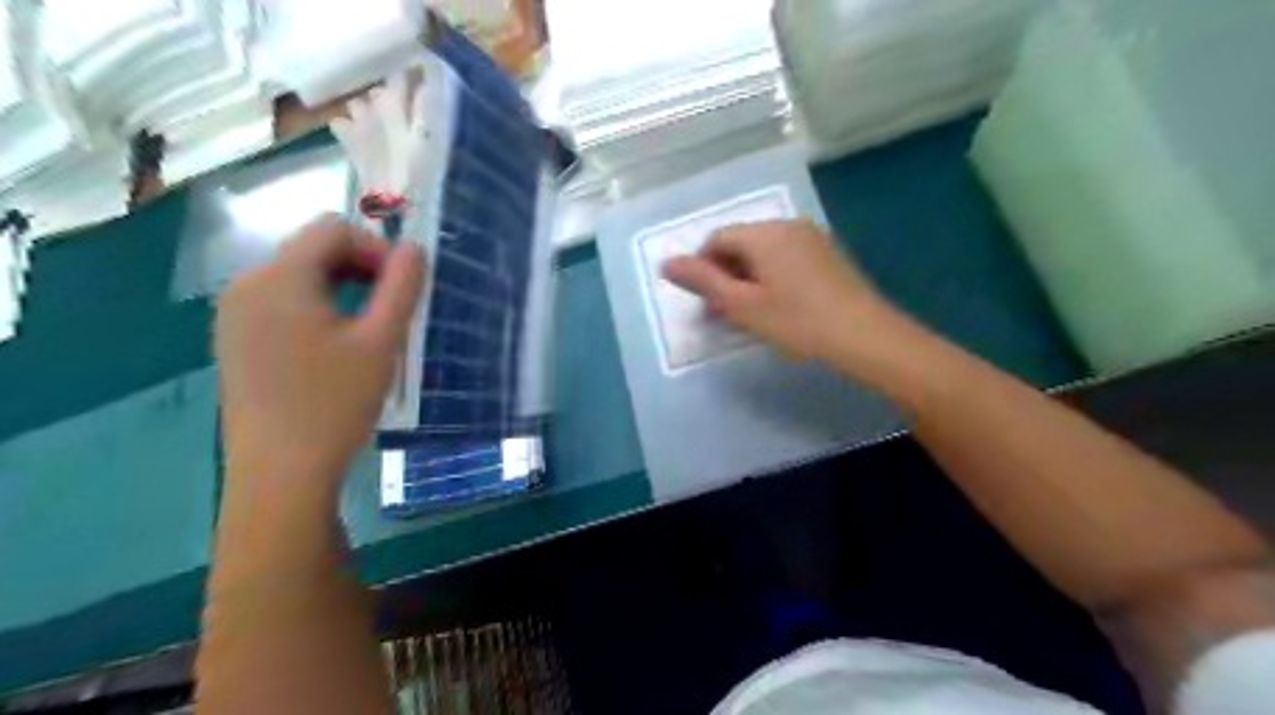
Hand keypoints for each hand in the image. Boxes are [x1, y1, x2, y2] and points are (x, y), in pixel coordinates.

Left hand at [213, 219, 422, 484]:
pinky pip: (280, 302)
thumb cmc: (336, 403)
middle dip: (360, 266)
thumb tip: (415, 249)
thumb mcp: (382, 341)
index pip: (333, 229)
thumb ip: (402, 286)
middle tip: (393, 307)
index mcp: (280, 278)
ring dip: (341, 287)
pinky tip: (335, 346)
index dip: (376, 247)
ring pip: (298, 276)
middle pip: (312, 249)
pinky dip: (316, 307)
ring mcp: (234, 314)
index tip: (404, 286)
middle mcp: (247, 285)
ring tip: (370, 328)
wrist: (281, 472)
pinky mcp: (235, 340)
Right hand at [667, 215, 894, 362]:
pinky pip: (786, 259)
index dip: (702, 268)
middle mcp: (788, 225)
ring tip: (749, 313)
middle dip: (725, 274)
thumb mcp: (742, 305)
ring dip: (747, 278)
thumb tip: (666, 263)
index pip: (717, 240)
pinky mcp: (828, 255)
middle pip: (741, 243)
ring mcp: (812, 239)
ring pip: (764, 253)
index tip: (704, 302)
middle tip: (723, 312)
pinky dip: (771, 277)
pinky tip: (778, 307)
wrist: (866, 337)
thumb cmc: (797, 322)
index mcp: (764, 233)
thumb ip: (703, 281)